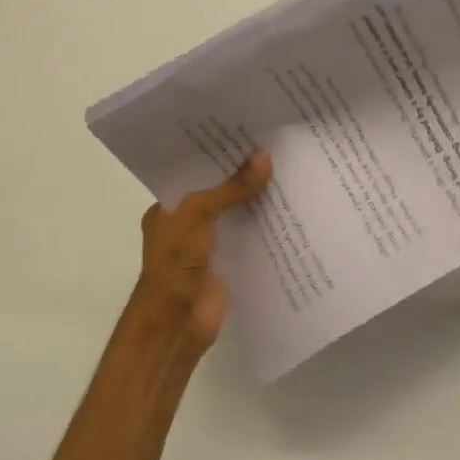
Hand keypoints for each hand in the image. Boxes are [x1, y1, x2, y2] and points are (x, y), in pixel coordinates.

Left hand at [131, 152, 271, 354]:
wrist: (176, 325)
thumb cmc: (175, 265)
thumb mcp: (198, 215)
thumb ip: (231, 188)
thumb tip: (264, 157)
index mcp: (167, 209)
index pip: (193, 174)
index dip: (216, 156)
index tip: (244, 133)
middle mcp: (186, 225)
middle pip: (218, 193)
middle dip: (241, 176)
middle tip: (275, 146)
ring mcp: (208, 247)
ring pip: (236, 216)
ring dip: (257, 201)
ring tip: (289, 169)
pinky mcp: (228, 266)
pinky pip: (249, 240)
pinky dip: (266, 228)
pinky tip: (291, 209)